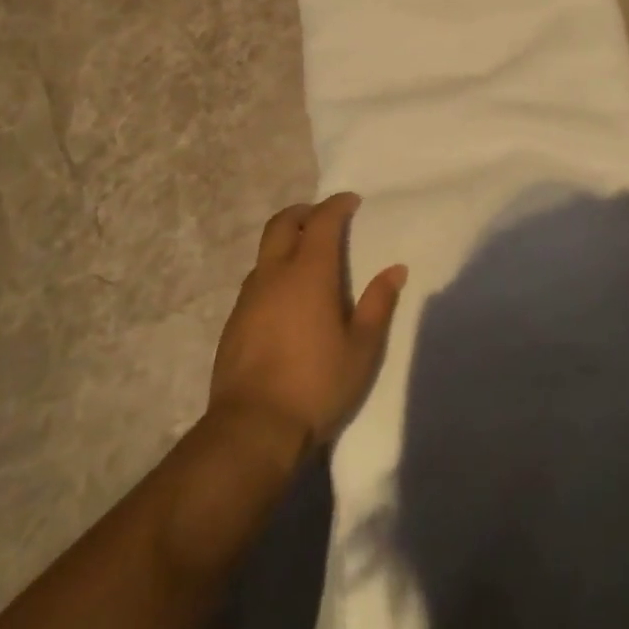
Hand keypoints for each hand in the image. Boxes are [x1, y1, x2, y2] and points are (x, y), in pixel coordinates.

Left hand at [208, 193, 406, 456]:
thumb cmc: (316, 384)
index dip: (337, 205)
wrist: (252, 428)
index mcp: (309, 272)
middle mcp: (275, 273)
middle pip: (283, 223)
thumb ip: (378, 304)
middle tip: (323, 218)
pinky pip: (255, 280)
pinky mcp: (233, 321)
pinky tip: (285, 300)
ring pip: (265, 252)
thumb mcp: (361, 349)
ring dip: (285, 242)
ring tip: (306, 260)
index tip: (351, 201)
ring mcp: (249, 296)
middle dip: (304, 212)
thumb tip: (395, 270)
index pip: (322, 220)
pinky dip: (273, 273)